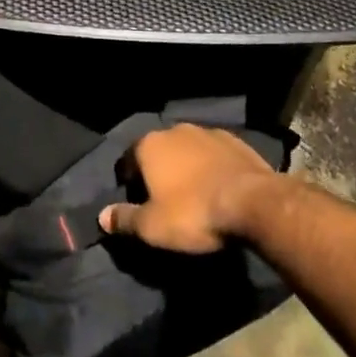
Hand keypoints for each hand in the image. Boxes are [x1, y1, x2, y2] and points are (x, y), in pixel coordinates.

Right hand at [99, 124, 278, 252]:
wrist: (254, 202)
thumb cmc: (193, 213)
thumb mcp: (152, 226)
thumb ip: (124, 219)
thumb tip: (101, 216)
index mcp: (150, 145)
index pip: (128, 160)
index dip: (129, 182)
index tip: (136, 203)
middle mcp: (176, 130)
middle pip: (158, 151)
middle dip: (157, 171)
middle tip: (164, 201)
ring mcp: (208, 132)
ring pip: (187, 150)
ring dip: (185, 167)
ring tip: (193, 195)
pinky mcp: (236, 141)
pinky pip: (214, 154)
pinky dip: (210, 167)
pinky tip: (218, 188)